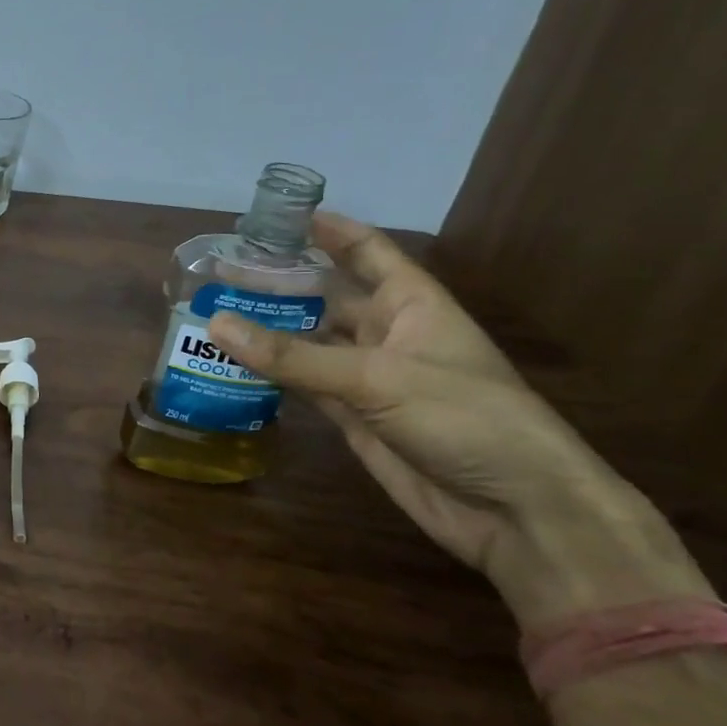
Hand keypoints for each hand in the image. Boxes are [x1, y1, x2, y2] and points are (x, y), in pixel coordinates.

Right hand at [206, 213, 645, 587]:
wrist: (514, 510)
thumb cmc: (465, 419)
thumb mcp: (377, 378)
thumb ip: (293, 356)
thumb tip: (215, 322)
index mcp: (413, 304)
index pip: (367, 252)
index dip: (330, 231)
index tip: (282, 215)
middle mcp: (388, 334)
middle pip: (328, 298)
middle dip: (282, 283)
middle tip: (223, 270)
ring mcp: (369, 379)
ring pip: (308, 343)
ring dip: (268, 331)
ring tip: (213, 311)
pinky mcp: (353, 418)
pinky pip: (303, 386)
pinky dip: (271, 375)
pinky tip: (232, 362)